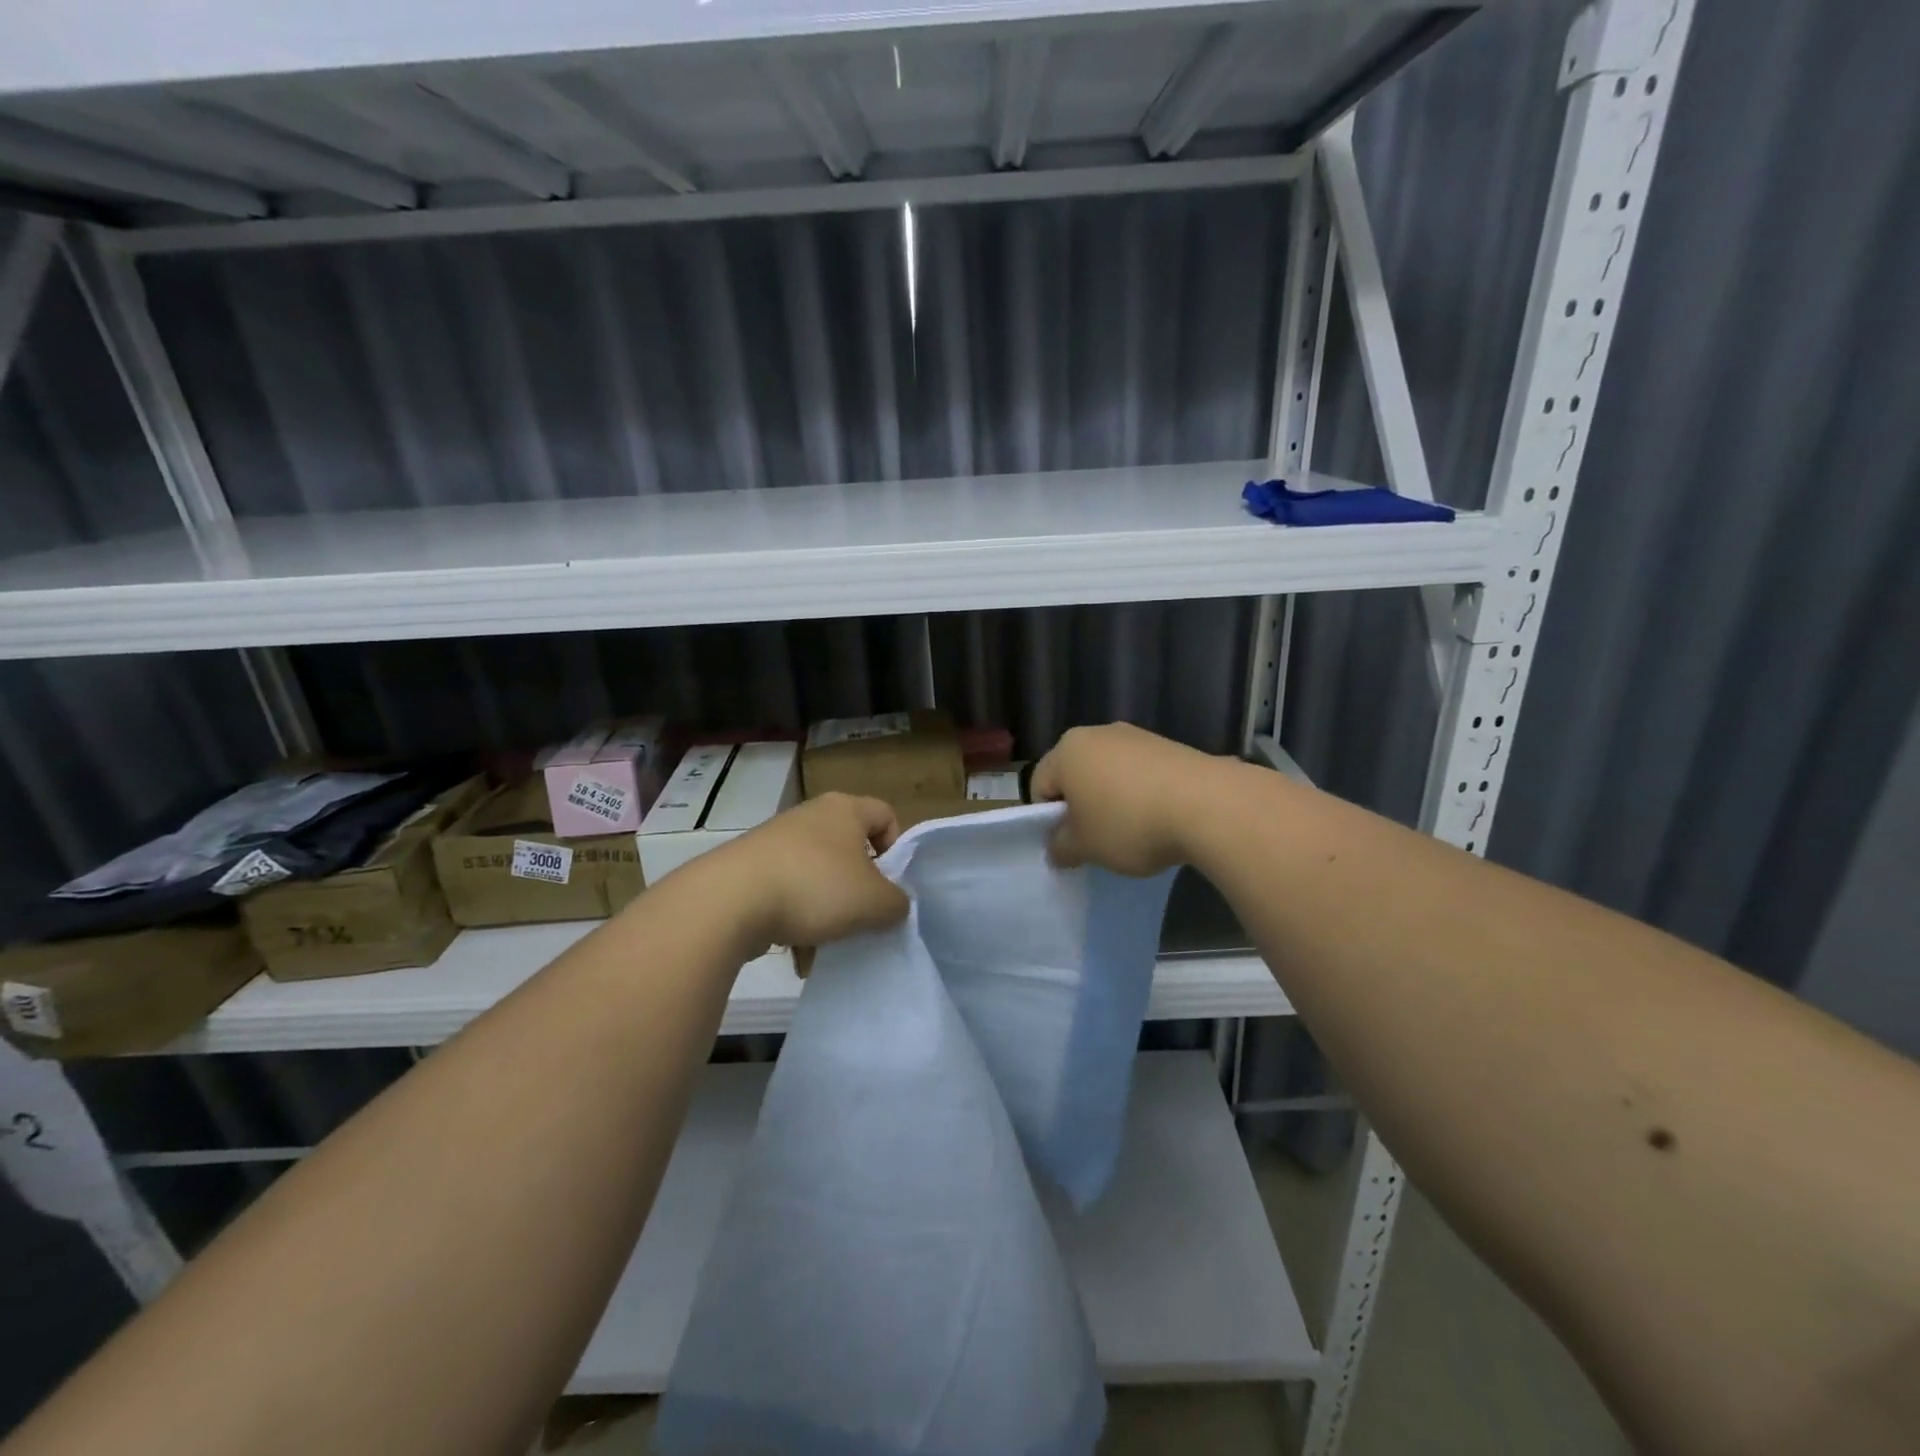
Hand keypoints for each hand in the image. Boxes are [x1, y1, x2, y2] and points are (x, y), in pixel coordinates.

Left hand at [709, 792, 907, 955]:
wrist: (729, 901)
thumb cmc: (814, 887)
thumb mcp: (874, 902)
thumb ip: (897, 903)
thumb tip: (894, 904)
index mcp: (844, 810)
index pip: (886, 815)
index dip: (896, 848)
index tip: (891, 884)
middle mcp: (811, 817)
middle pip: (850, 850)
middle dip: (859, 888)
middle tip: (864, 917)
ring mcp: (777, 842)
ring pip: (818, 877)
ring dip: (828, 912)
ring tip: (827, 945)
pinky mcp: (750, 869)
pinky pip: (788, 894)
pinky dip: (796, 921)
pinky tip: (798, 954)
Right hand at [1031, 724, 1215, 875]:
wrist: (1208, 805)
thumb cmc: (1129, 823)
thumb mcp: (1085, 847)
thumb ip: (1061, 847)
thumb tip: (1058, 847)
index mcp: (1067, 750)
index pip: (1040, 785)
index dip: (1048, 819)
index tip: (1070, 844)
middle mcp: (1098, 733)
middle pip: (1076, 775)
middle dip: (1082, 807)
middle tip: (1098, 840)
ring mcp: (1138, 736)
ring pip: (1110, 774)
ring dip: (1113, 801)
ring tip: (1135, 832)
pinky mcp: (1170, 746)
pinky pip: (1142, 774)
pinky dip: (1143, 795)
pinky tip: (1160, 819)